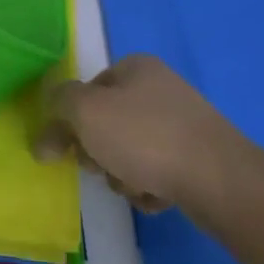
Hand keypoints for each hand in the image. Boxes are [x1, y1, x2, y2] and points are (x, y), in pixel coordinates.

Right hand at [34, 54, 251, 213]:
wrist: (217, 177)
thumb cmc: (145, 137)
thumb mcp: (87, 112)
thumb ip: (58, 109)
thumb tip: (45, 135)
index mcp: (136, 67)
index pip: (88, 90)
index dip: (73, 120)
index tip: (70, 149)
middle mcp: (160, 88)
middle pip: (108, 123)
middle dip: (100, 153)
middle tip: (104, 168)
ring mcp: (182, 123)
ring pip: (131, 152)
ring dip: (123, 175)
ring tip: (136, 186)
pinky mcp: (198, 156)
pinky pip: (158, 171)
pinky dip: (150, 187)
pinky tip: (158, 196)